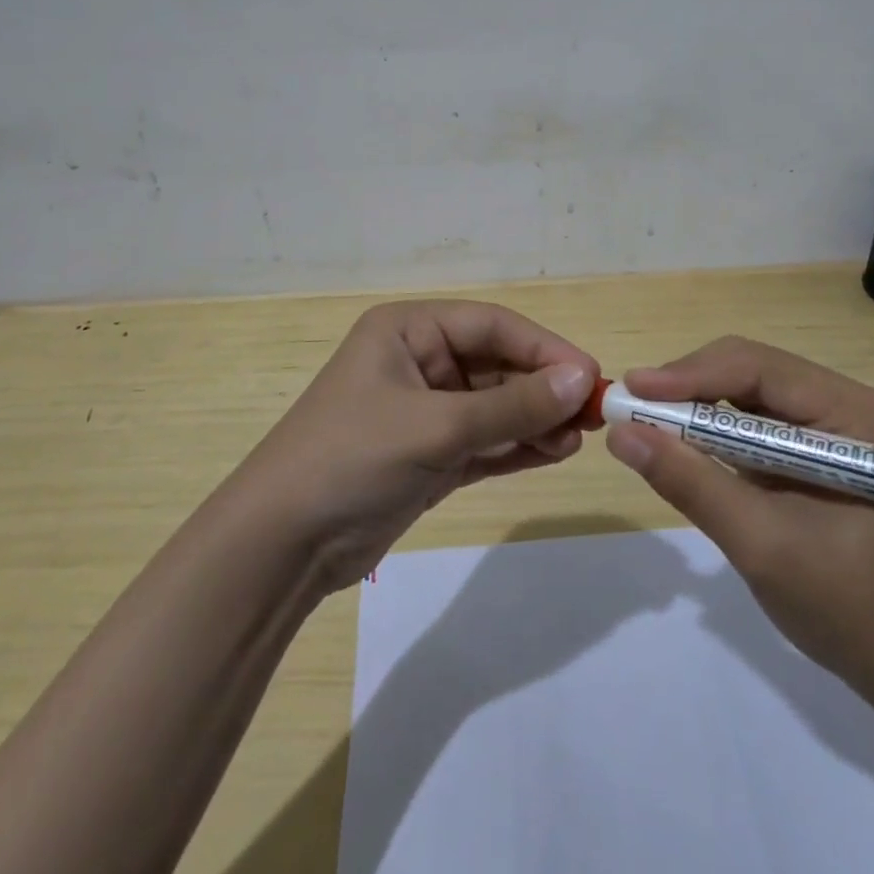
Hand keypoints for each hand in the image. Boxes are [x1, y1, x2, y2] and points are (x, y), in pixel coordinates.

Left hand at [234, 300, 596, 592]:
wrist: (280, 547)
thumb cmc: (351, 459)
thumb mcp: (436, 427)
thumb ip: (512, 405)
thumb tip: (583, 379)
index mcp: (408, 331)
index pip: (492, 326)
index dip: (544, 347)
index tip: (590, 375)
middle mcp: (418, 362)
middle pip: (497, 365)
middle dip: (543, 388)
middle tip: (593, 416)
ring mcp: (424, 411)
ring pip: (495, 406)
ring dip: (535, 420)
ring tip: (575, 440)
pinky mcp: (430, 455)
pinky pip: (485, 441)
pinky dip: (517, 446)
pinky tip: (554, 453)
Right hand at [604, 336, 873, 712]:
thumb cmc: (852, 611)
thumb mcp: (762, 546)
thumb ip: (691, 483)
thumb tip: (620, 433)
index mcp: (856, 414)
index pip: (759, 368)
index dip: (690, 375)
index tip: (631, 391)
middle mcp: (848, 402)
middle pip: (751, 370)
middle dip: (688, 387)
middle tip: (630, 408)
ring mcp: (835, 424)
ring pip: (747, 391)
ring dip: (696, 406)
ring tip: (645, 422)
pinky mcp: (818, 448)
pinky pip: (754, 421)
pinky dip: (714, 430)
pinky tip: (682, 443)